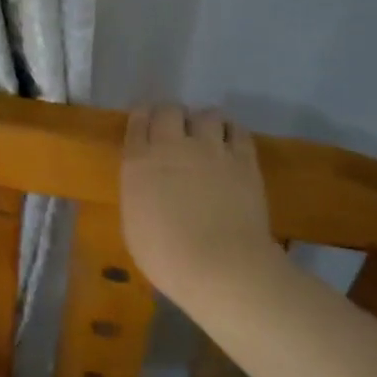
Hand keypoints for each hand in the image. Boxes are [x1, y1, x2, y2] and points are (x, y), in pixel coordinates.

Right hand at [121, 105, 283, 304]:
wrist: (220, 267)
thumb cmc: (167, 256)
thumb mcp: (133, 224)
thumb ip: (138, 192)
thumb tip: (147, 183)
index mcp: (139, 161)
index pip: (138, 120)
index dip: (142, 117)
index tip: (146, 125)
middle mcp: (172, 145)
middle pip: (170, 109)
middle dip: (171, 116)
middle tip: (175, 132)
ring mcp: (210, 149)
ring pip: (207, 114)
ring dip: (204, 123)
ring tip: (207, 137)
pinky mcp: (243, 159)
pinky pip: (237, 130)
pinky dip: (231, 132)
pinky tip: (230, 145)